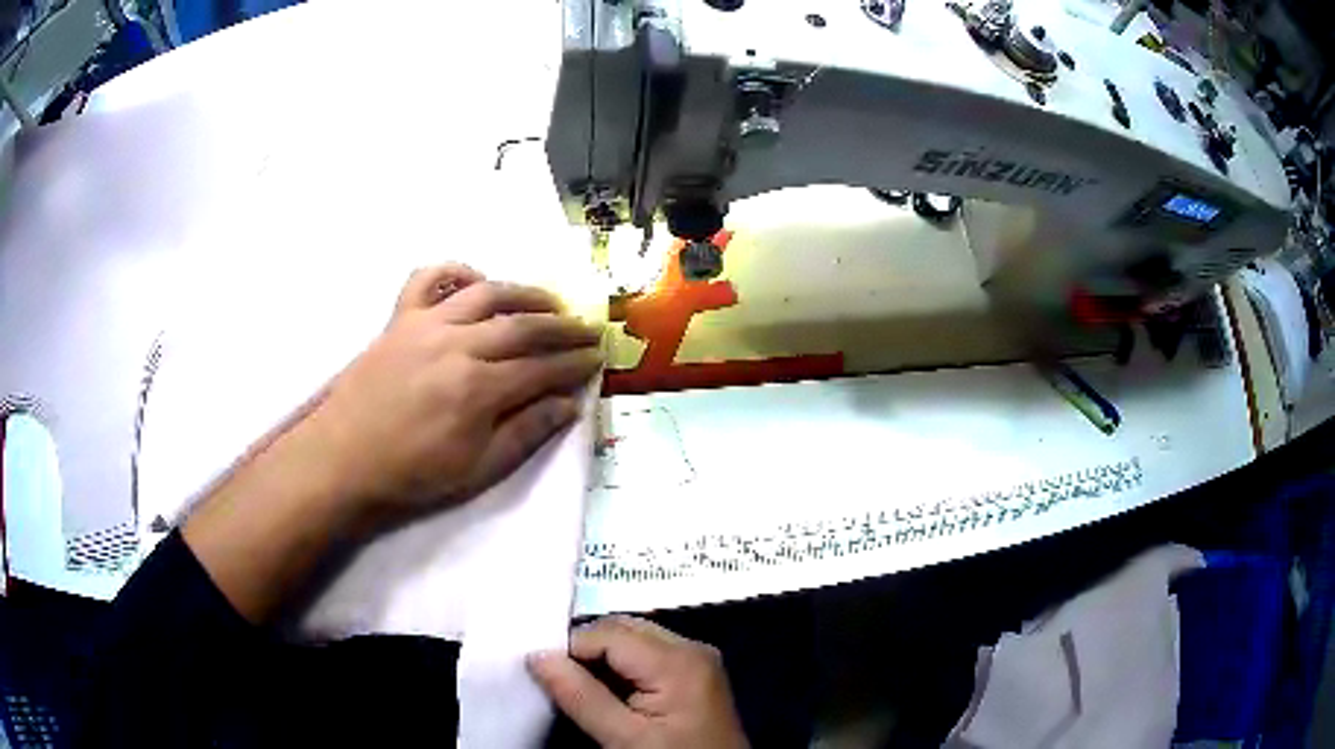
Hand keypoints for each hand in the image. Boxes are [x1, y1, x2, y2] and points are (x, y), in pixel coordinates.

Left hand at [303, 263, 602, 521]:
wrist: (344, 460)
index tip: (598, 359)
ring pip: (487, 294)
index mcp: (480, 387)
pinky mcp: (400, 319)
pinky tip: (476, 280)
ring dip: (525, 293)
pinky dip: (455, 271)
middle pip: (523, 325)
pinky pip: (428, 279)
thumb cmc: (412, 473)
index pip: (542, 367)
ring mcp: (426, 324)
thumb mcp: (477, 470)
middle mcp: (459, 343)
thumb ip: (525, 433)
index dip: (575, 363)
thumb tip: (568, 406)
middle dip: (563, 327)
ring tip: (550, 302)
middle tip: (589, 329)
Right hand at [529, 616, 748, 748]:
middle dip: (587, 648)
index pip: (608, 633)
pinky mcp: (696, 673)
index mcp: (678, 660)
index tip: (545, 673)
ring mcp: (697, 659)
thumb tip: (539, 656)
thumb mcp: (623, 737)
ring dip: (603, 657)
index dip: (571, 648)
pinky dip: (623, 666)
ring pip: (634, 637)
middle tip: (561, 680)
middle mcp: (692, 648)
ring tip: (583, 688)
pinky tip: (610, 691)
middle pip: (624, 628)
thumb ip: (580, 696)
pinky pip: (650, 653)